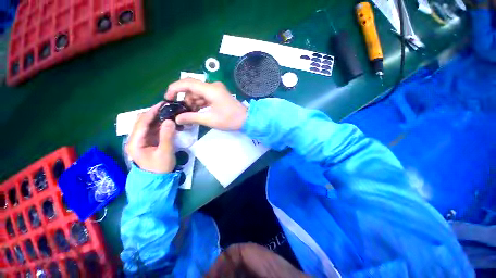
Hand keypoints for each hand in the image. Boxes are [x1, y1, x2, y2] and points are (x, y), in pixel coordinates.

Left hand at [125, 102, 175, 173]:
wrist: (157, 180)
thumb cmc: (160, 168)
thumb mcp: (165, 152)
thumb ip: (167, 136)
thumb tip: (170, 120)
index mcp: (135, 142)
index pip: (142, 122)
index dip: (152, 111)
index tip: (163, 104)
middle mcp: (135, 139)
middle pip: (143, 121)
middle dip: (155, 113)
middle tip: (169, 108)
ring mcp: (141, 140)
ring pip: (148, 125)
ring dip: (159, 118)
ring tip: (170, 113)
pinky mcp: (148, 142)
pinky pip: (153, 130)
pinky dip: (161, 125)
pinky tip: (169, 122)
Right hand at [165, 79, 247, 130]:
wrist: (246, 120)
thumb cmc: (230, 119)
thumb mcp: (209, 120)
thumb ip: (192, 117)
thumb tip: (177, 119)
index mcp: (210, 89)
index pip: (187, 83)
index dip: (174, 89)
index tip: (167, 98)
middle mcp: (212, 86)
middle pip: (192, 88)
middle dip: (184, 99)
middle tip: (180, 112)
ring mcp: (216, 90)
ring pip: (198, 93)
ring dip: (192, 103)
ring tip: (189, 115)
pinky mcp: (218, 95)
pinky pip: (204, 97)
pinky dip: (199, 104)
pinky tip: (197, 112)